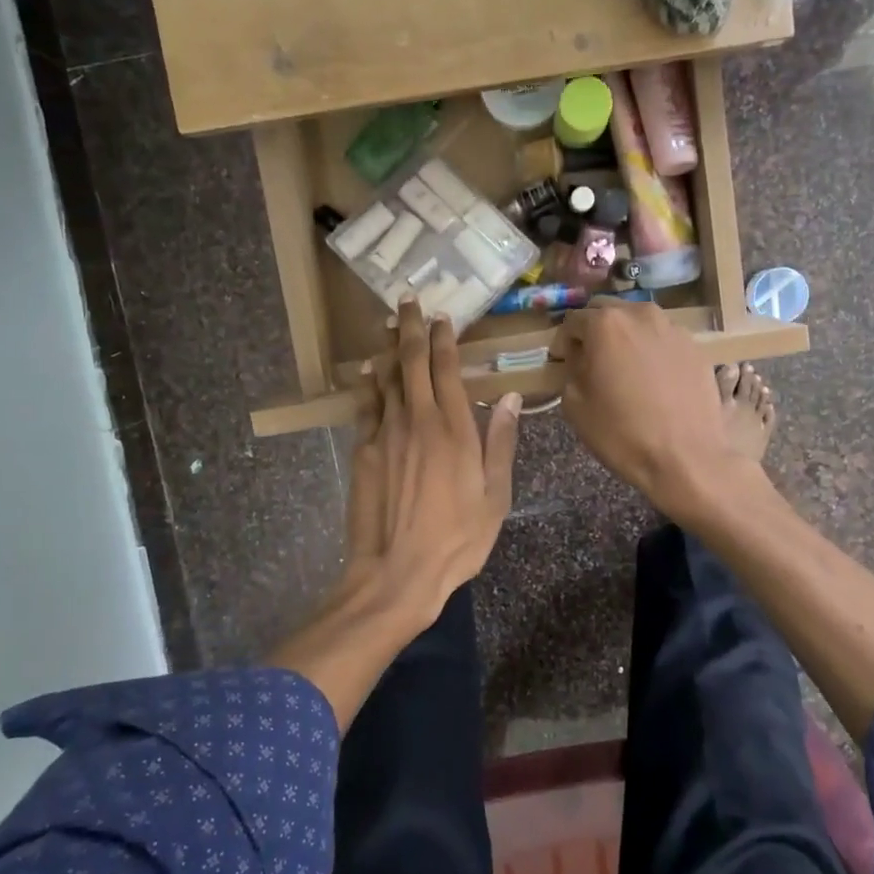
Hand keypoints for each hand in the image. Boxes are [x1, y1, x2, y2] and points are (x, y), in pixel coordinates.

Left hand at [267, 301, 520, 727]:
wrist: (397, 572)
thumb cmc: (457, 538)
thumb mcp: (495, 495)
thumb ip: (501, 442)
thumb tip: (509, 397)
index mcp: (454, 428)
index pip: (447, 369)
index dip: (444, 339)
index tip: (442, 317)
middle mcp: (417, 419)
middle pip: (412, 362)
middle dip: (410, 328)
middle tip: (407, 301)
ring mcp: (386, 433)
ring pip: (386, 378)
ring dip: (388, 349)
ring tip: (387, 324)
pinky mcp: (364, 451)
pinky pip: (366, 406)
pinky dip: (368, 384)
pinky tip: (367, 372)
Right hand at [553, 299, 756, 517]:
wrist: (685, 457)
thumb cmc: (621, 432)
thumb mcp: (575, 403)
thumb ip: (571, 369)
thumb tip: (579, 357)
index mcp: (606, 323)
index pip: (572, 321)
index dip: (563, 343)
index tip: (562, 364)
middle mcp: (641, 314)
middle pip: (607, 312)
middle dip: (594, 332)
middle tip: (591, 362)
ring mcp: (673, 328)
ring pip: (638, 323)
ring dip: (625, 338)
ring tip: (624, 369)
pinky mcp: (696, 347)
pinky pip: (663, 340)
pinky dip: (651, 351)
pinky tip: (652, 380)